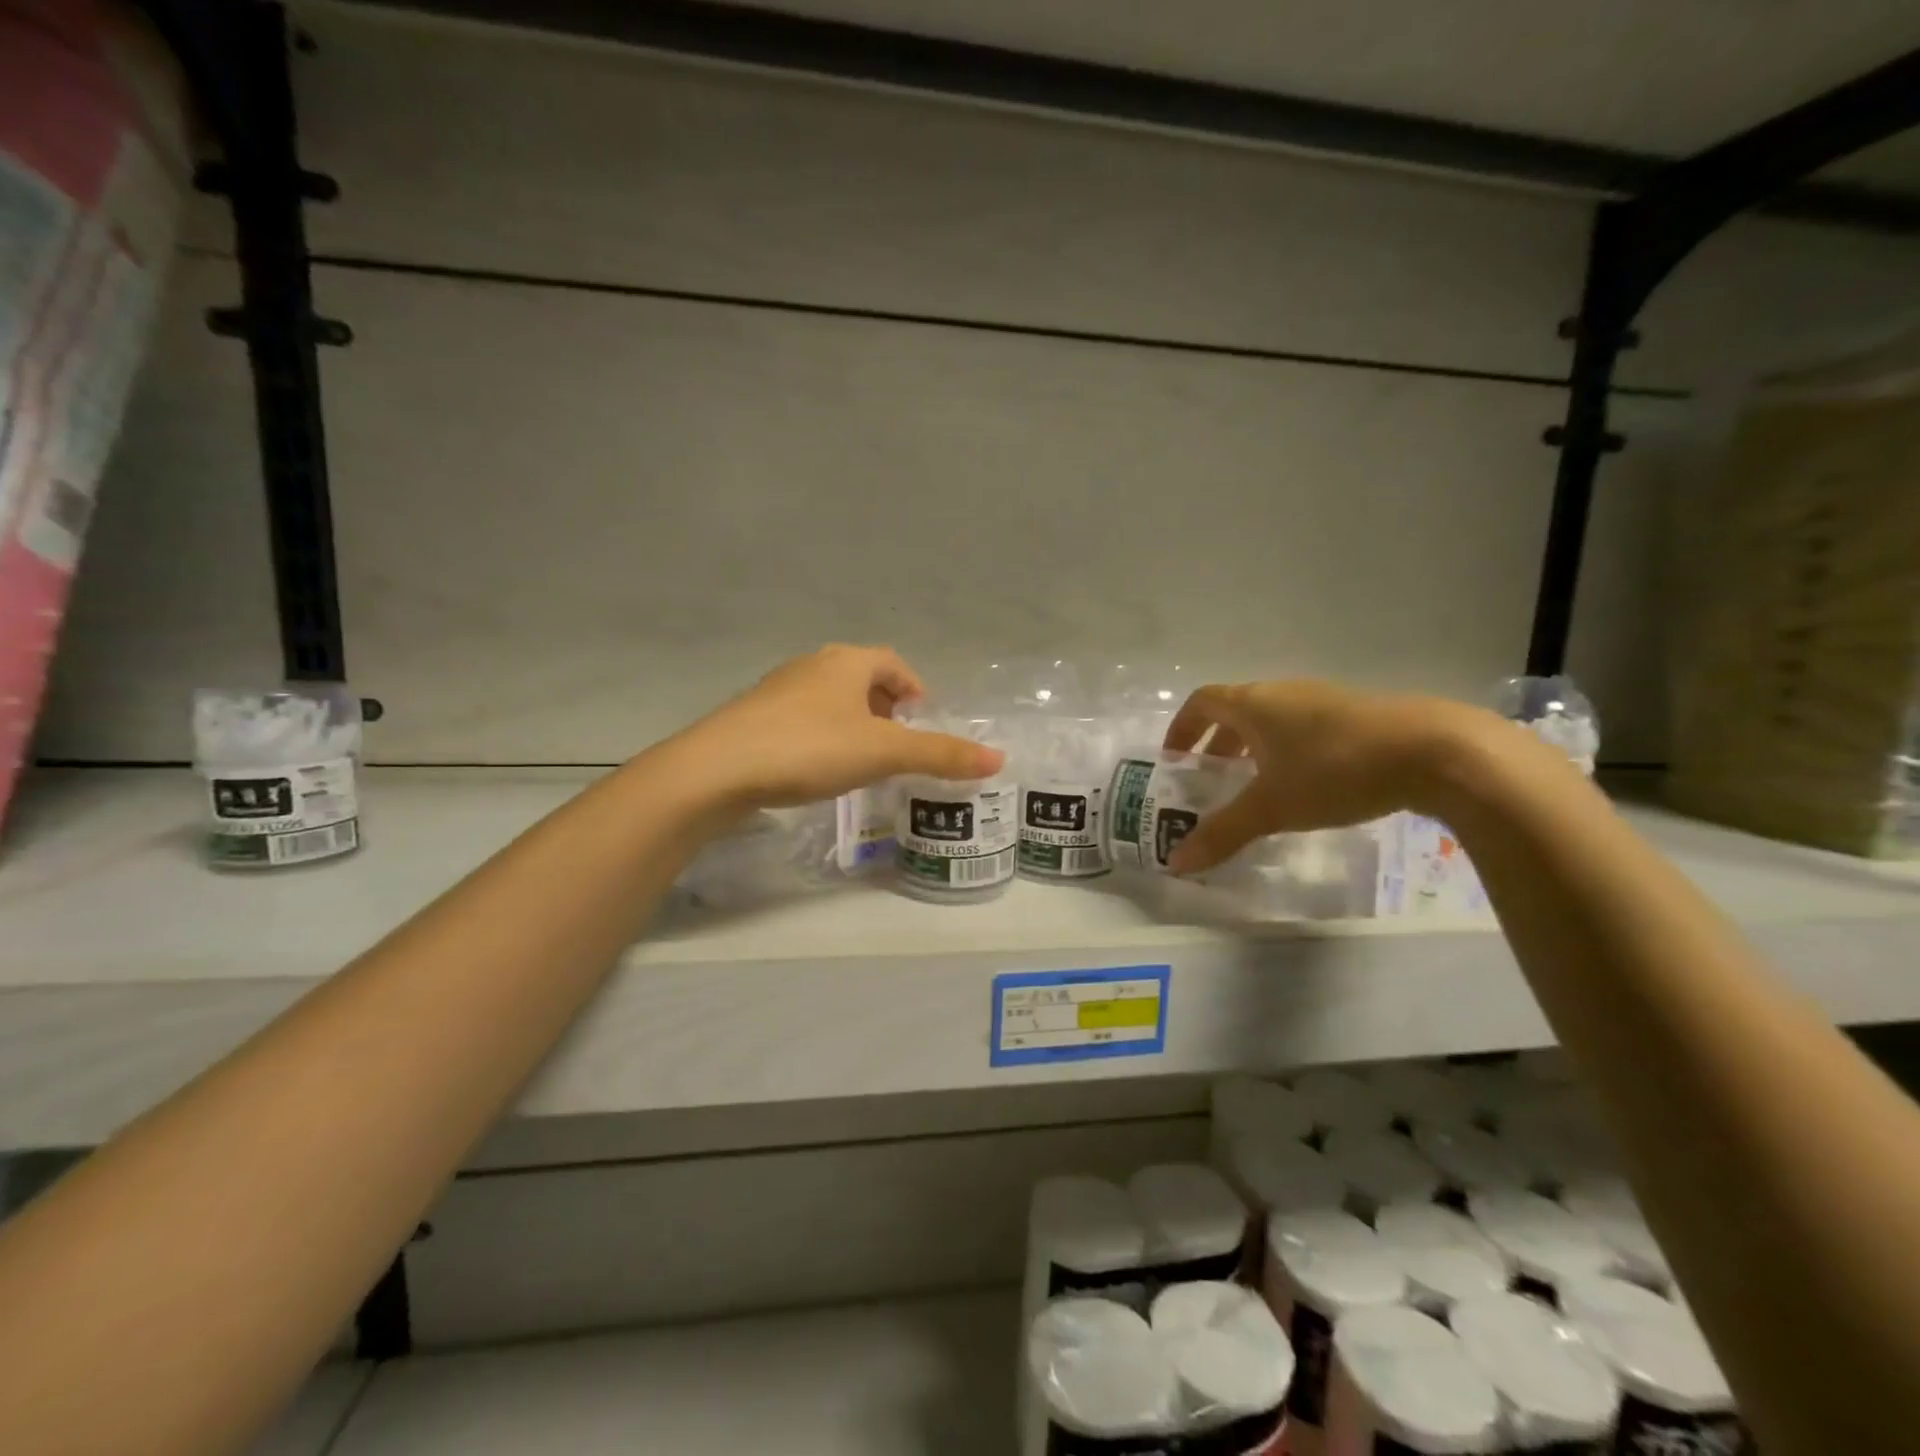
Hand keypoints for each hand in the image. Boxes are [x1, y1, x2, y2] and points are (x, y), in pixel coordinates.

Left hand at [667, 645, 1003, 808]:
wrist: (717, 770)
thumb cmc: (809, 748)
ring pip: (829, 700)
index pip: (892, 662)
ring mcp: (777, 691)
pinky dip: (822, 738)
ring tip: (864, 761)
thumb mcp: (883, 753)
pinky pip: (802, 721)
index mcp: (846, 662)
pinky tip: (819, 770)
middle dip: (885, 708)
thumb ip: (940, 755)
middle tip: (899, 744)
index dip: (913, 688)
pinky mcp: (753, 719)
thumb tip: (998, 759)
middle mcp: (812, 665)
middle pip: (861, 679)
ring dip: (853, 724)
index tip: (923, 721)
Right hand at [1160, 681, 1489, 873]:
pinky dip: (1288, 750)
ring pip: (1273, 719)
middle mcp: (1283, 692)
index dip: (1182, 728)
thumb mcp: (1272, 807)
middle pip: (1236, 710)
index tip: (1174, 759)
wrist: (1435, 751)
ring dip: (1254, 747)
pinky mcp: (1357, 715)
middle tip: (1211, 778)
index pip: (1202, 702)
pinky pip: (1304, 727)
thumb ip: (1223, 832)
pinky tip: (1307, 784)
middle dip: (1217, 743)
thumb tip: (1176, 863)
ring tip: (1257, 785)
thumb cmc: (1335, 770)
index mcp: (1254, 704)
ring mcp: (1323, 700)